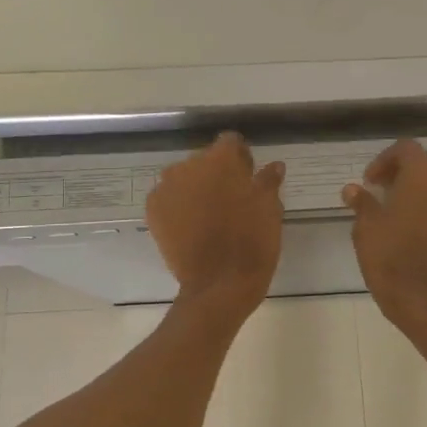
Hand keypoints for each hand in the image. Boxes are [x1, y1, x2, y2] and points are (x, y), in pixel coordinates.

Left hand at [147, 133, 285, 319]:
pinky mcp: (153, 211)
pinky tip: (191, 226)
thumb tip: (273, 166)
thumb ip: (268, 181)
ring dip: (195, 189)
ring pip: (184, 178)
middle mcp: (188, 165)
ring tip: (209, 215)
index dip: (241, 158)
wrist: (219, 283)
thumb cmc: (252, 241)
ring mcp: (166, 188)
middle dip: (216, 173)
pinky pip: (168, 199)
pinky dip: (178, 207)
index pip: (230, 142)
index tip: (249, 176)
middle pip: (204, 160)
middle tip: (231, 199)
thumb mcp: (270, 209)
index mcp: (220, 159)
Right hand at [342, 139, 426, 329]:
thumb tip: (352, 189)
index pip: (407, 148)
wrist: (423, 298)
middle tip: (403, 182)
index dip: (387, 159)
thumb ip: (362, 204)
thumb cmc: (389, 258)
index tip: (372, 181)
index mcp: (420, 177)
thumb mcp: (366, 229)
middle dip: (423, 163)